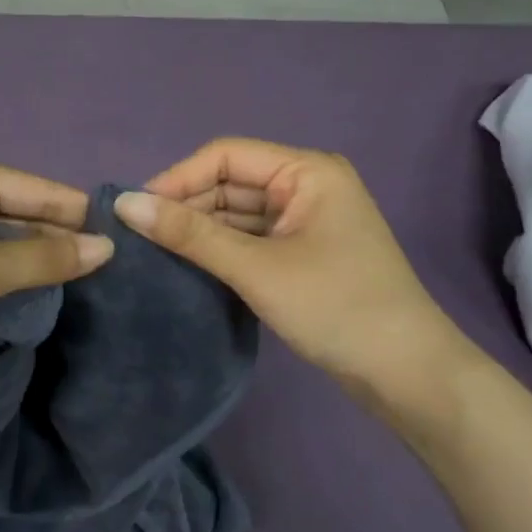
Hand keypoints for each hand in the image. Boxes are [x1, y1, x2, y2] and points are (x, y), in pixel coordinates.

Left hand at [0, 157, 113, 369]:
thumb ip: (42, 259)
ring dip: (31, 260)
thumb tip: (106, 247)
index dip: (79, 215)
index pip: (39, 190)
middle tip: (110, 272)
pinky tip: (31, 294)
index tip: (126, 241)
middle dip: (58, 239)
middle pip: (20, 212)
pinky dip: (2, 274)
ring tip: (83, 286)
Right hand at [114, 138, 480, 433]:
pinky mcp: (303, 253)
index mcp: (307, 171)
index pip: (226, 155)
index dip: (178, 177)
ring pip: (238, 212)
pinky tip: (188, 265)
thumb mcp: (256, 268)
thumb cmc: (335, 307)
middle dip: (187, 205)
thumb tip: (124, 204)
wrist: (407, 375)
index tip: (135, 210)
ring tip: (153, 252)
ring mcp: (307, 221)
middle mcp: (307, 185)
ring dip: (200, 229)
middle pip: (230, 182)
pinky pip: (250, 237)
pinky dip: (220, 249)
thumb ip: (189, 234)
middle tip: (139, 237)